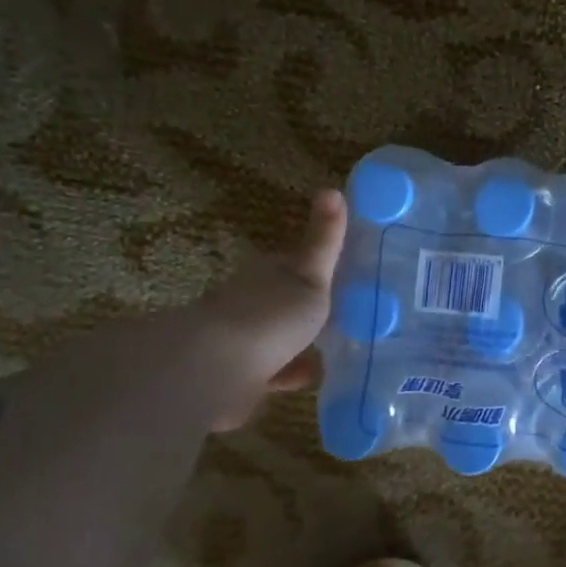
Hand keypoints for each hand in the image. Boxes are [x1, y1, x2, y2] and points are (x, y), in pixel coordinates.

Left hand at [191, 189, 346, 430]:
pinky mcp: (238, 378)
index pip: (293, 264)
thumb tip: (333, 188)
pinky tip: (310, 378)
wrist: (220, 369)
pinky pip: (271, 374)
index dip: (315, 267)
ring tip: (333, 348)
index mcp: (267, 275)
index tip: (342, 274)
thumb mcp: (310, 274)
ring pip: (276, 339)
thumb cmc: (272, 315)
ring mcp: (242, 341)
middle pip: (283, 301)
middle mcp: (251, 303)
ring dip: (297, 343)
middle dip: (306, 307)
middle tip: (345, 314)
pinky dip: (288, 373)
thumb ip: (324, 240)